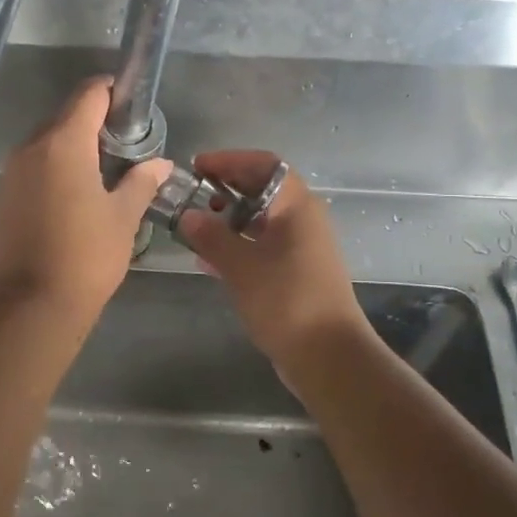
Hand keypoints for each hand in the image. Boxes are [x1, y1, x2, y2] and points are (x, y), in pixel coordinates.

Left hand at [0, 78, 169, 322]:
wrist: (32, 304)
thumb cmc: (86, 255)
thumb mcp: (123, 217)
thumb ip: (141, 182)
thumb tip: (160, 164)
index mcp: (63, 143)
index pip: (89, 95)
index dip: (113, 91)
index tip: (134, 106)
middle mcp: (32, 147)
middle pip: (66, 116)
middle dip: (96, 122)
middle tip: (127, 145)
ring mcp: (13, 172)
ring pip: (48, 142)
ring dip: (75, 146)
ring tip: (105, 171)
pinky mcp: (4, 195)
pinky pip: (35, 166)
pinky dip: (56, 167)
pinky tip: (77, 193)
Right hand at [178, 151, 367, 361]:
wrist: (328, 356)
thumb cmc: (287, 301)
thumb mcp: (241, 267)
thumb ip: (212, 237)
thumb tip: (188, 215)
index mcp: (296, 206)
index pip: (264, 165)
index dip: (230, 160)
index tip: (197, 167)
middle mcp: (303, 220)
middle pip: (263, 190)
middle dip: (226, 190)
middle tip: (192, 197)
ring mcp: (302, 247)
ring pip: (262, 220)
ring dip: (229, 220)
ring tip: (195, 228)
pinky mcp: (297, 272)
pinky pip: (263, 246)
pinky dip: (238, 245)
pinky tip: (210, 261)